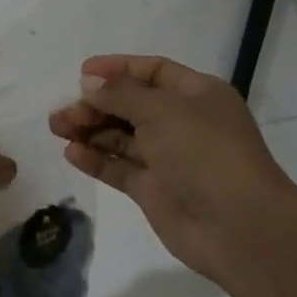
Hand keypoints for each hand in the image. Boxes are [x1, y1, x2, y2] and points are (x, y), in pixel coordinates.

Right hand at [49, 54, 290, 284]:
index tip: (82, 73)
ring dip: (90, 130)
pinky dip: (95, 159)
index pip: (152, 71)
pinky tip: (72, 153)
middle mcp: (182, 122)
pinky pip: (119, 168)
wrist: (239, 226)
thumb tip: (89, 84)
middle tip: (64, 111)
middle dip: (96, 104)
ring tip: (58, 128)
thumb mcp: (162, 110)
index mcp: (196, 94)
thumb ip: (120, 94)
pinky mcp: (154, 190)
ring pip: (121, 136)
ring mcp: (168, 158)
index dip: (117, 69)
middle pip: (131, 104)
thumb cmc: (204, 151)